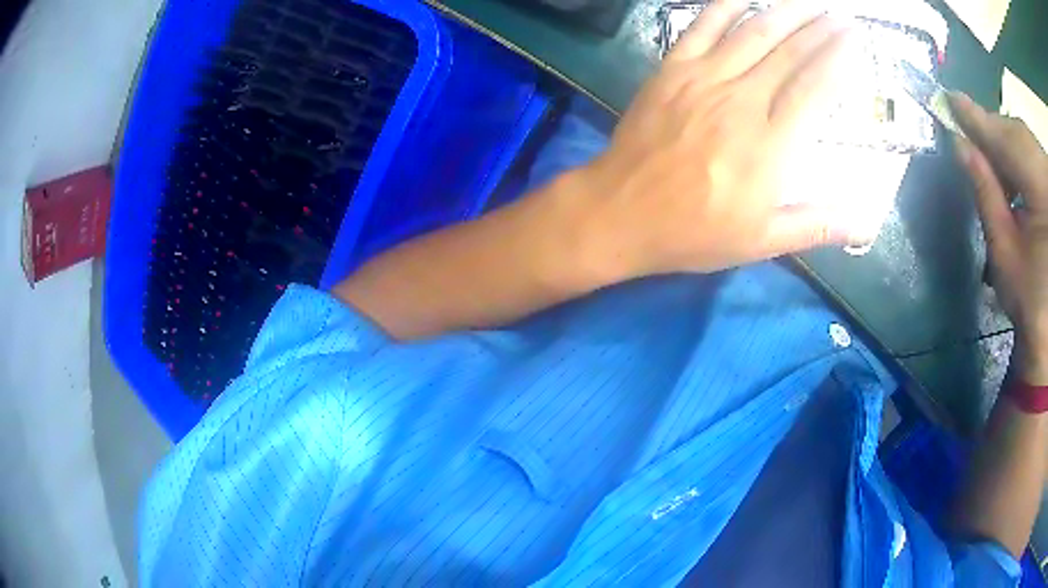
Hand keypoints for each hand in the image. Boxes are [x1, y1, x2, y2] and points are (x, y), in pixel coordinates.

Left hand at [574, 0, 859, 277]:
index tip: (855, 41)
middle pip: (789, 52)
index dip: (838, 59)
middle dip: (820, 29)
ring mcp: (703, 78)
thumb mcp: (760, 241)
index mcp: (771, 145)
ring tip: (808, 1)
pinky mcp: (672, 69)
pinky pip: (702, 26)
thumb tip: (866, 226)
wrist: (619, 212)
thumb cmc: (692, 231)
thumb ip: (816, 226)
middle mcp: (742, 100)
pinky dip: (725, 5)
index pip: (815, 88)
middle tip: (841, 16)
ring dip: (784, 11)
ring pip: (752, 32)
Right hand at [950, 93, 1047, 383]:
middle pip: (1018, 133)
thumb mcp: (1004, 250)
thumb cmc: (1030, 303)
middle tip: (971, 132)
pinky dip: (1025, 155)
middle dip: (995, 131)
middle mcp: (1046, 171)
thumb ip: (985, 191)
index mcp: (1040, 187)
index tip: (950, 99)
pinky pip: (1037, 155)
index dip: (976, 118)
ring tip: (995, 156)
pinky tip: (1018, 171)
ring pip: (1028, 140)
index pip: (1004, 137)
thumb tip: (959, 145)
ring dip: (1010, 144)